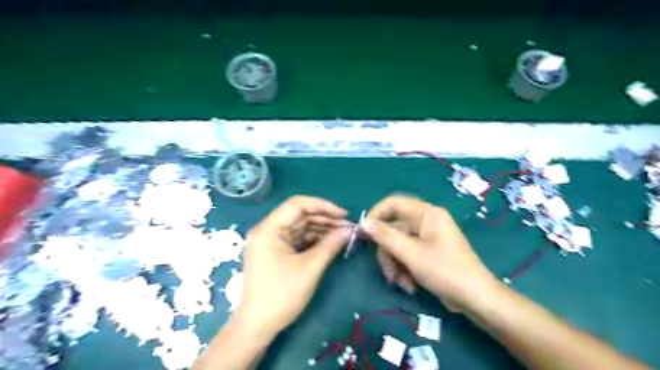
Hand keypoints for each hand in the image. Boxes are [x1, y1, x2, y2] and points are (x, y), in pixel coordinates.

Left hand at [236, 198, 353, 339]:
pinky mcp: (275, 251)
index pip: (297, 205)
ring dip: (321, 228)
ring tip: (343, 233)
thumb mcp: (310, 268)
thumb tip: (350, 229)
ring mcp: (270, 241)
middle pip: (299, 215)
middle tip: (348, 226)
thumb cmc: (282, 295)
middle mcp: (267, 230)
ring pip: (299, 226)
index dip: (323, 206)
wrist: (258, 326)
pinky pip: (297, 238)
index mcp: (268, 229)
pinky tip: (330, 241)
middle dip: (325, 218)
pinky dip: (313, 239)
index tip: (344, 214)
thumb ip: (331, 244)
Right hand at [360, 196, 500, 310]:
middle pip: (393, 228)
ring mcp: (426, 237)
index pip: (393, 203)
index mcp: (427, 213)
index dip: (376, 215)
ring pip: (397, 243)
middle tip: (388, 271)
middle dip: (387, 251)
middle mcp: (426, 221)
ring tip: (400, 283)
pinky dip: (403, 268)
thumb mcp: (412, 254)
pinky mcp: (426, 251)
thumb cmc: (446, 271)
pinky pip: (405, 253)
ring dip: (394, 264)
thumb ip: (386, 236)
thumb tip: (364, 223)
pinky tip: (409, 284)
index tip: (363, 232)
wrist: (475, 299)